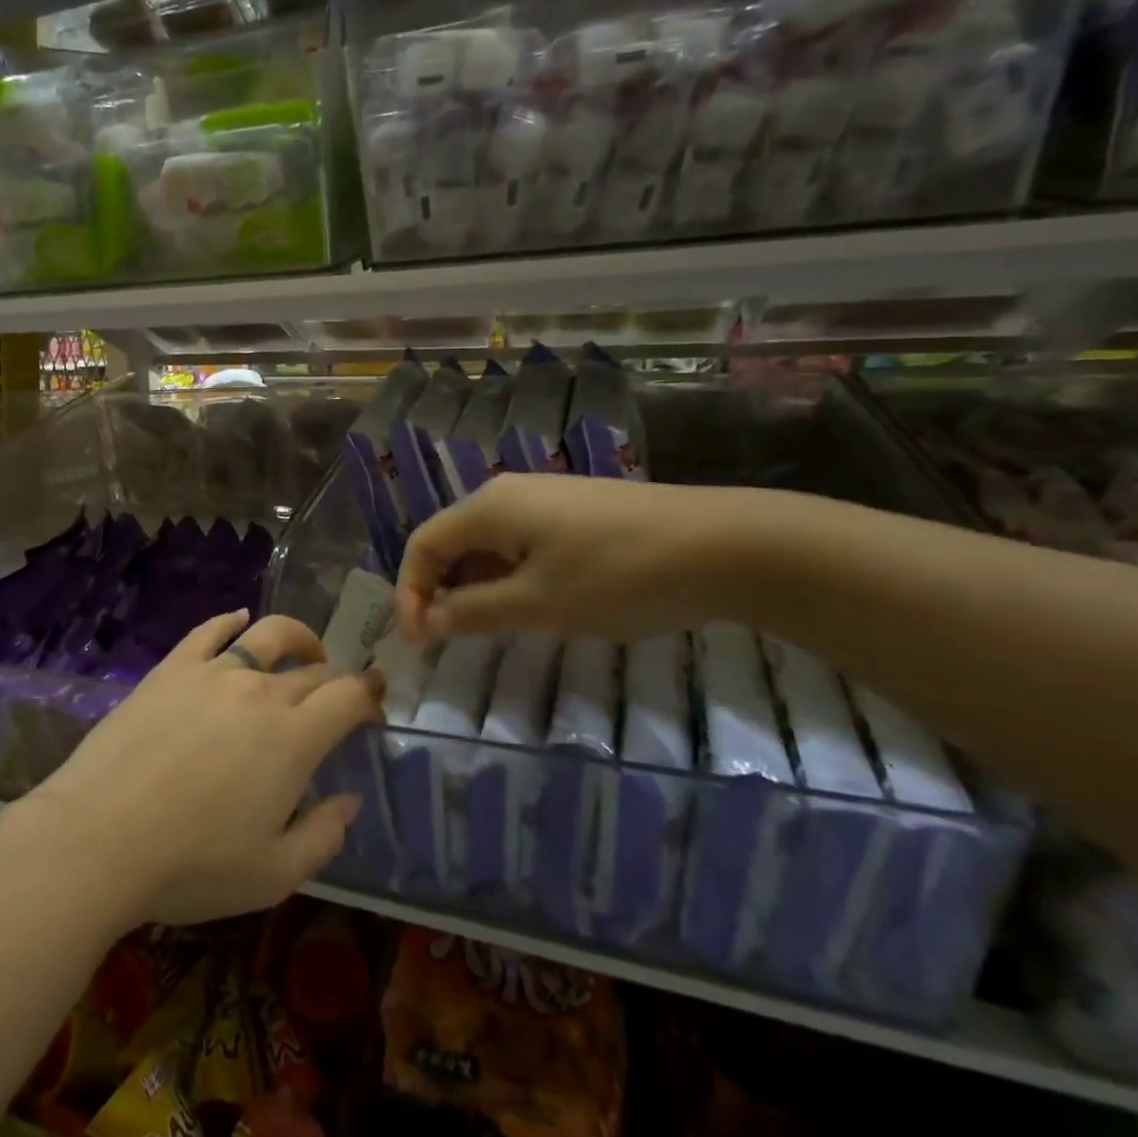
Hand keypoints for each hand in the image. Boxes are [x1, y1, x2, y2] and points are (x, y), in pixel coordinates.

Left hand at [27, 610, 383, 928]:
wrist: (100, 835)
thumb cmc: (192, 864)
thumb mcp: (273, 875)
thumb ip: (323, 836)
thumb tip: (349, 799)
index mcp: (293, 738)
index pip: (348, 697)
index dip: (370, 695)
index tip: (376, 704)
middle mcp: (259, 691)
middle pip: (312, 670)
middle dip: (335, 679)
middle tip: (339, 695)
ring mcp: (212, 673)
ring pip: (266, 636)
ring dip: (297, 638)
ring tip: (305, 650)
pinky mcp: (171, 669)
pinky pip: (209, 632)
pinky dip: (230, 621)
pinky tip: (238, 620)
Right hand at [396, 473, 786, 641]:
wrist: (727, 545)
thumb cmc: (618, 575)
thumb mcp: (538, 603)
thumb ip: (473, 612)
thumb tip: (426, 622)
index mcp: (488, 507)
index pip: (423, 544)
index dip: (410, 592)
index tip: (419, 644)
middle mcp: (507, 493)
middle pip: (452, 542)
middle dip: (441, 591)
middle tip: (450, 640)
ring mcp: (545, 498)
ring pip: (488, 544)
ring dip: (477, 587)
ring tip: (494, 630)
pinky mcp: (575, 510)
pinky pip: (521, 542)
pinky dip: (511, 576)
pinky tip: (539, 604)